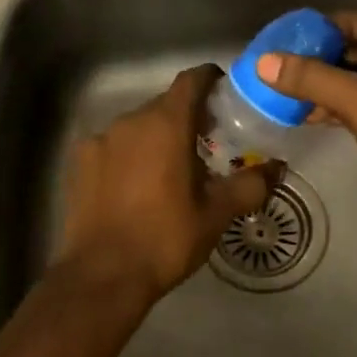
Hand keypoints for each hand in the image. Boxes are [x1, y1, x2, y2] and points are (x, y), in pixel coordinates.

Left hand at [54, 65, 278, 305]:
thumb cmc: (166, 238)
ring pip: (137, 126)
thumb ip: (250, 185)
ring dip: (157, 137)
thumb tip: (277, 168)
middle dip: (187, 116)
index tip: (225, 93)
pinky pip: (112, 146)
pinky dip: (129, 155)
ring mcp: (100, 140)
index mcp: (167, 124)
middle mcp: (130, 121)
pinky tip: (136, 185)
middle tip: (208, 142)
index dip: (210, 80)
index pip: (191, 80)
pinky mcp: (79, 163)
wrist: (102, 276)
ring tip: (171, 168)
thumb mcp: (216, 214)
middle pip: (165, 104)